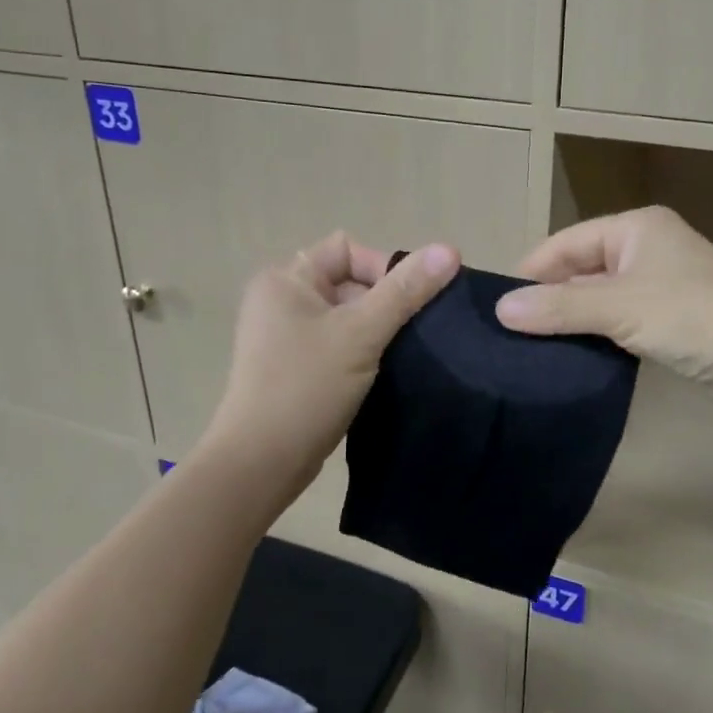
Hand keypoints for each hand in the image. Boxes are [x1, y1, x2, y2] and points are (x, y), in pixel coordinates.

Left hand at [199, 232, 459, 503]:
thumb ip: (406, 290)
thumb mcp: (362, 333)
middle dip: (384, 303)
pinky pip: (338, 343)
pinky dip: (362, 352)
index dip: (384, 268)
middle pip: (350, 281)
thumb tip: (450, 249)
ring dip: (377, 330)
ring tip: (401, 354)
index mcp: (286, 279)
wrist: (261, 463)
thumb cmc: (307, 387)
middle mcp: (281, 300)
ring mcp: (285, 336)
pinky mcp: (294, 367)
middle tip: (410, 333)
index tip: (408, 303)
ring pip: (348, 316)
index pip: (348, 249)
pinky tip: (383, 373)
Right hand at [495, 206, 712, 391]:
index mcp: (635, 227)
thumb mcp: (619, 307)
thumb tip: (501, 310)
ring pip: (600, 297)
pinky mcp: (671, 318)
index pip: (566, 242)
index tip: (499, 307)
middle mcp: (647, 247)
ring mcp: (662, 283)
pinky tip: (573, 356)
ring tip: (533, 347)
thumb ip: (559, 307)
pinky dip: (598, 334)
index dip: (531, 272)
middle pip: (581, 268)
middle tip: (512, 332)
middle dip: (550, 298)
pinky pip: (620, 319)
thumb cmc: (692, 315)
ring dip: (572, 319)